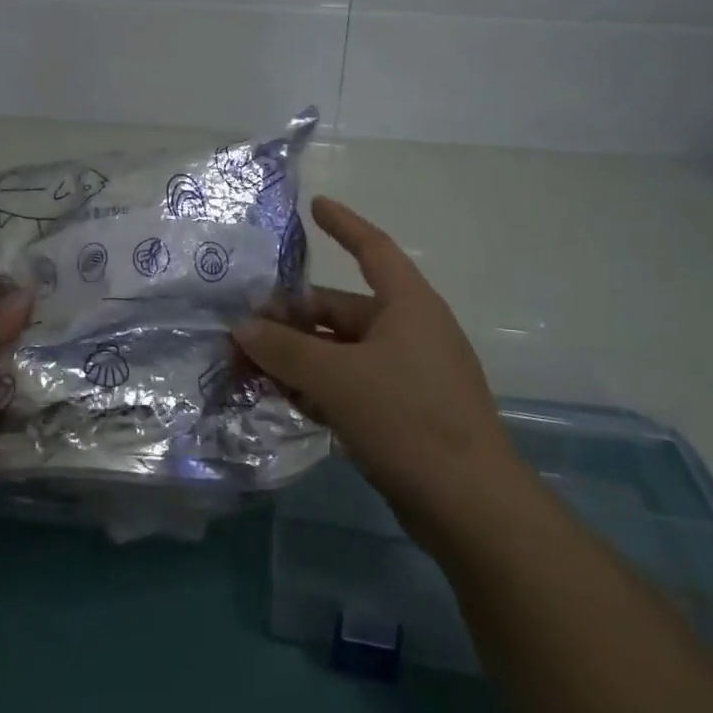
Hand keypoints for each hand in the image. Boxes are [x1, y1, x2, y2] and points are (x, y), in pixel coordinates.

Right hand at [233, 197, 522, 536]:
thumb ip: (285, 350)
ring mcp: (408, 374)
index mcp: (408, 305)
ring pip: (340, 351)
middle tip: (244, 329)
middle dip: (292, 317)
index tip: (315, 205)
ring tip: (249, 366)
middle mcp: (409, 331)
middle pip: (341, 309)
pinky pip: (350, 384)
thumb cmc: (407, 419)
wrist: (470, 507)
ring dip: (298, 356)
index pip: (373, 249)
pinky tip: (281, 398)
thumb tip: (242, 328)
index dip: (344, 225)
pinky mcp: (403, 412)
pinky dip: (317, 386)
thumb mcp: (337, 378)